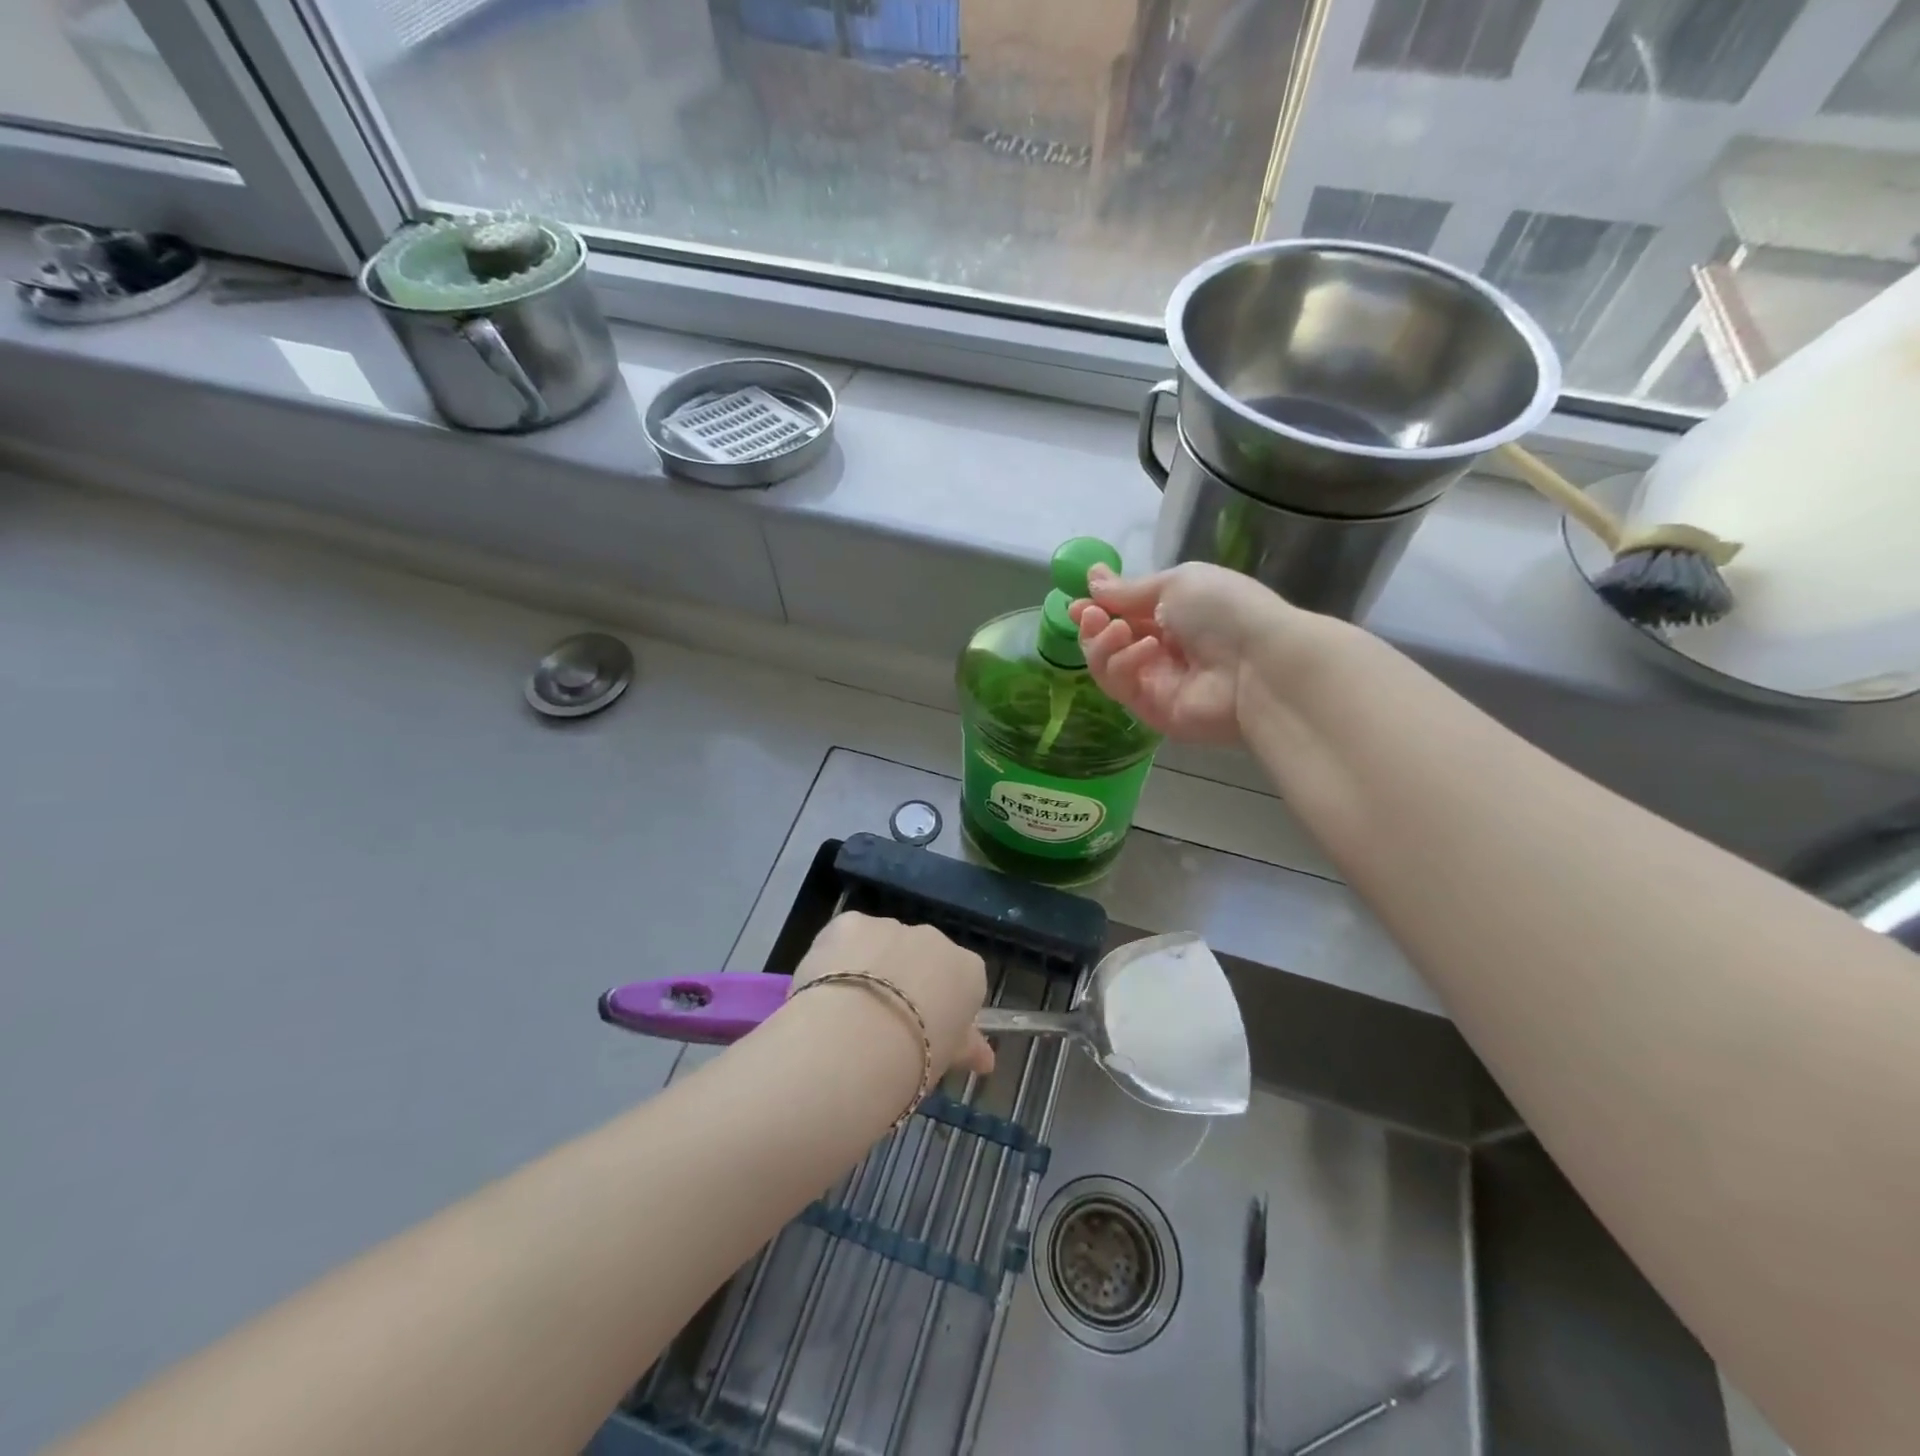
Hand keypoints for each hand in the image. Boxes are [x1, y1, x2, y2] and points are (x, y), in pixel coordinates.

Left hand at [791, 912, 994, 1079]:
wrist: (856, 1040)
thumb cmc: (915, 1058)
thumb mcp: (947, 1060)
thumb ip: (967, 1048)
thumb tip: (987, 1059)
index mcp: (967, 971)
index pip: (962, 981)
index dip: (942, 1006)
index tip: (926, 1032)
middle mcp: (934, 939)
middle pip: (922, 956)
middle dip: (906, 980)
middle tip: (885, 1023)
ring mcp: (891, 926)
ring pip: (882, 943)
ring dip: (871, 967)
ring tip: (849, 1012)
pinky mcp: (849, 922)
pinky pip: (847, 938)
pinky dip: (837, 957)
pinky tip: (826, 989)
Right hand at [1069, 562, 1299, 744]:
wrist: (1260, 664)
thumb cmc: (1225, 610)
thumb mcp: (1176, 583)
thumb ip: (1130, 590)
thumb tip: (1093, 577)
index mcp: (1174, 613)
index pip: (1125, 612)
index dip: (1099, 606)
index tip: (1079, 600)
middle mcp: (1162, 648)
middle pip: (1109, 641)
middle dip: (1093, 625)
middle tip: (1089, 615)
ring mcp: (1155, 681)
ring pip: (1106, 665)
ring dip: (1101, 644)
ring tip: (1117, 630)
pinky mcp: (1150, 710)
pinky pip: (1120, 686)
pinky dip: (1124, 664)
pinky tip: (1145, 650)